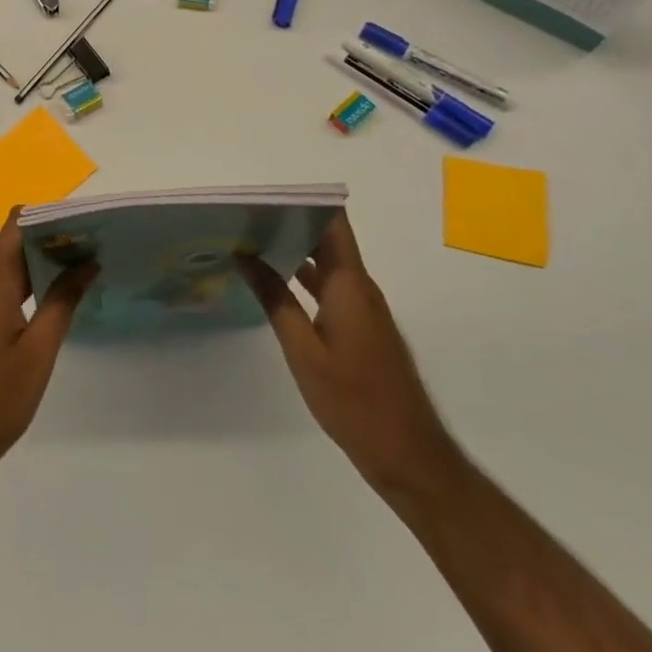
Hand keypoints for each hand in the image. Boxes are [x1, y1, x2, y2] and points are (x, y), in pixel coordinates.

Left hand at [0, 213, 96, 501]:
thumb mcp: (37, 352)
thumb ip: (62, 302)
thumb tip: (86, 262)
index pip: (17, 223)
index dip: (50, 214)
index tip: (85, 220)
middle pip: (16, 243)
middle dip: (55, 238)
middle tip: (97, 244)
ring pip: (10, 268)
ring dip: (44, 263)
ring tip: (86, 267)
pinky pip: (3, 290)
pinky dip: (30, 285)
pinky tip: (58, 299)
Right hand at [238, 213, 461, 504]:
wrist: (407, 455)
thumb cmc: (353, 400)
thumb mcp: (303, 350)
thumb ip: (274, 299)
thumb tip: (245, 254)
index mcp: (350, 284)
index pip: (333, 222)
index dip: (304, 202)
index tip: (266, 196)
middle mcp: (360, 287)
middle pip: (328, 238)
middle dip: (291, 222)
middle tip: (247, 216)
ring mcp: (363, 308)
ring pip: (328, 264)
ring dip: (296, 250)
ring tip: (252, 242)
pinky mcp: (362, 328)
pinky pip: (331, 287)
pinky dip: (304, 278)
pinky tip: (275, 284)